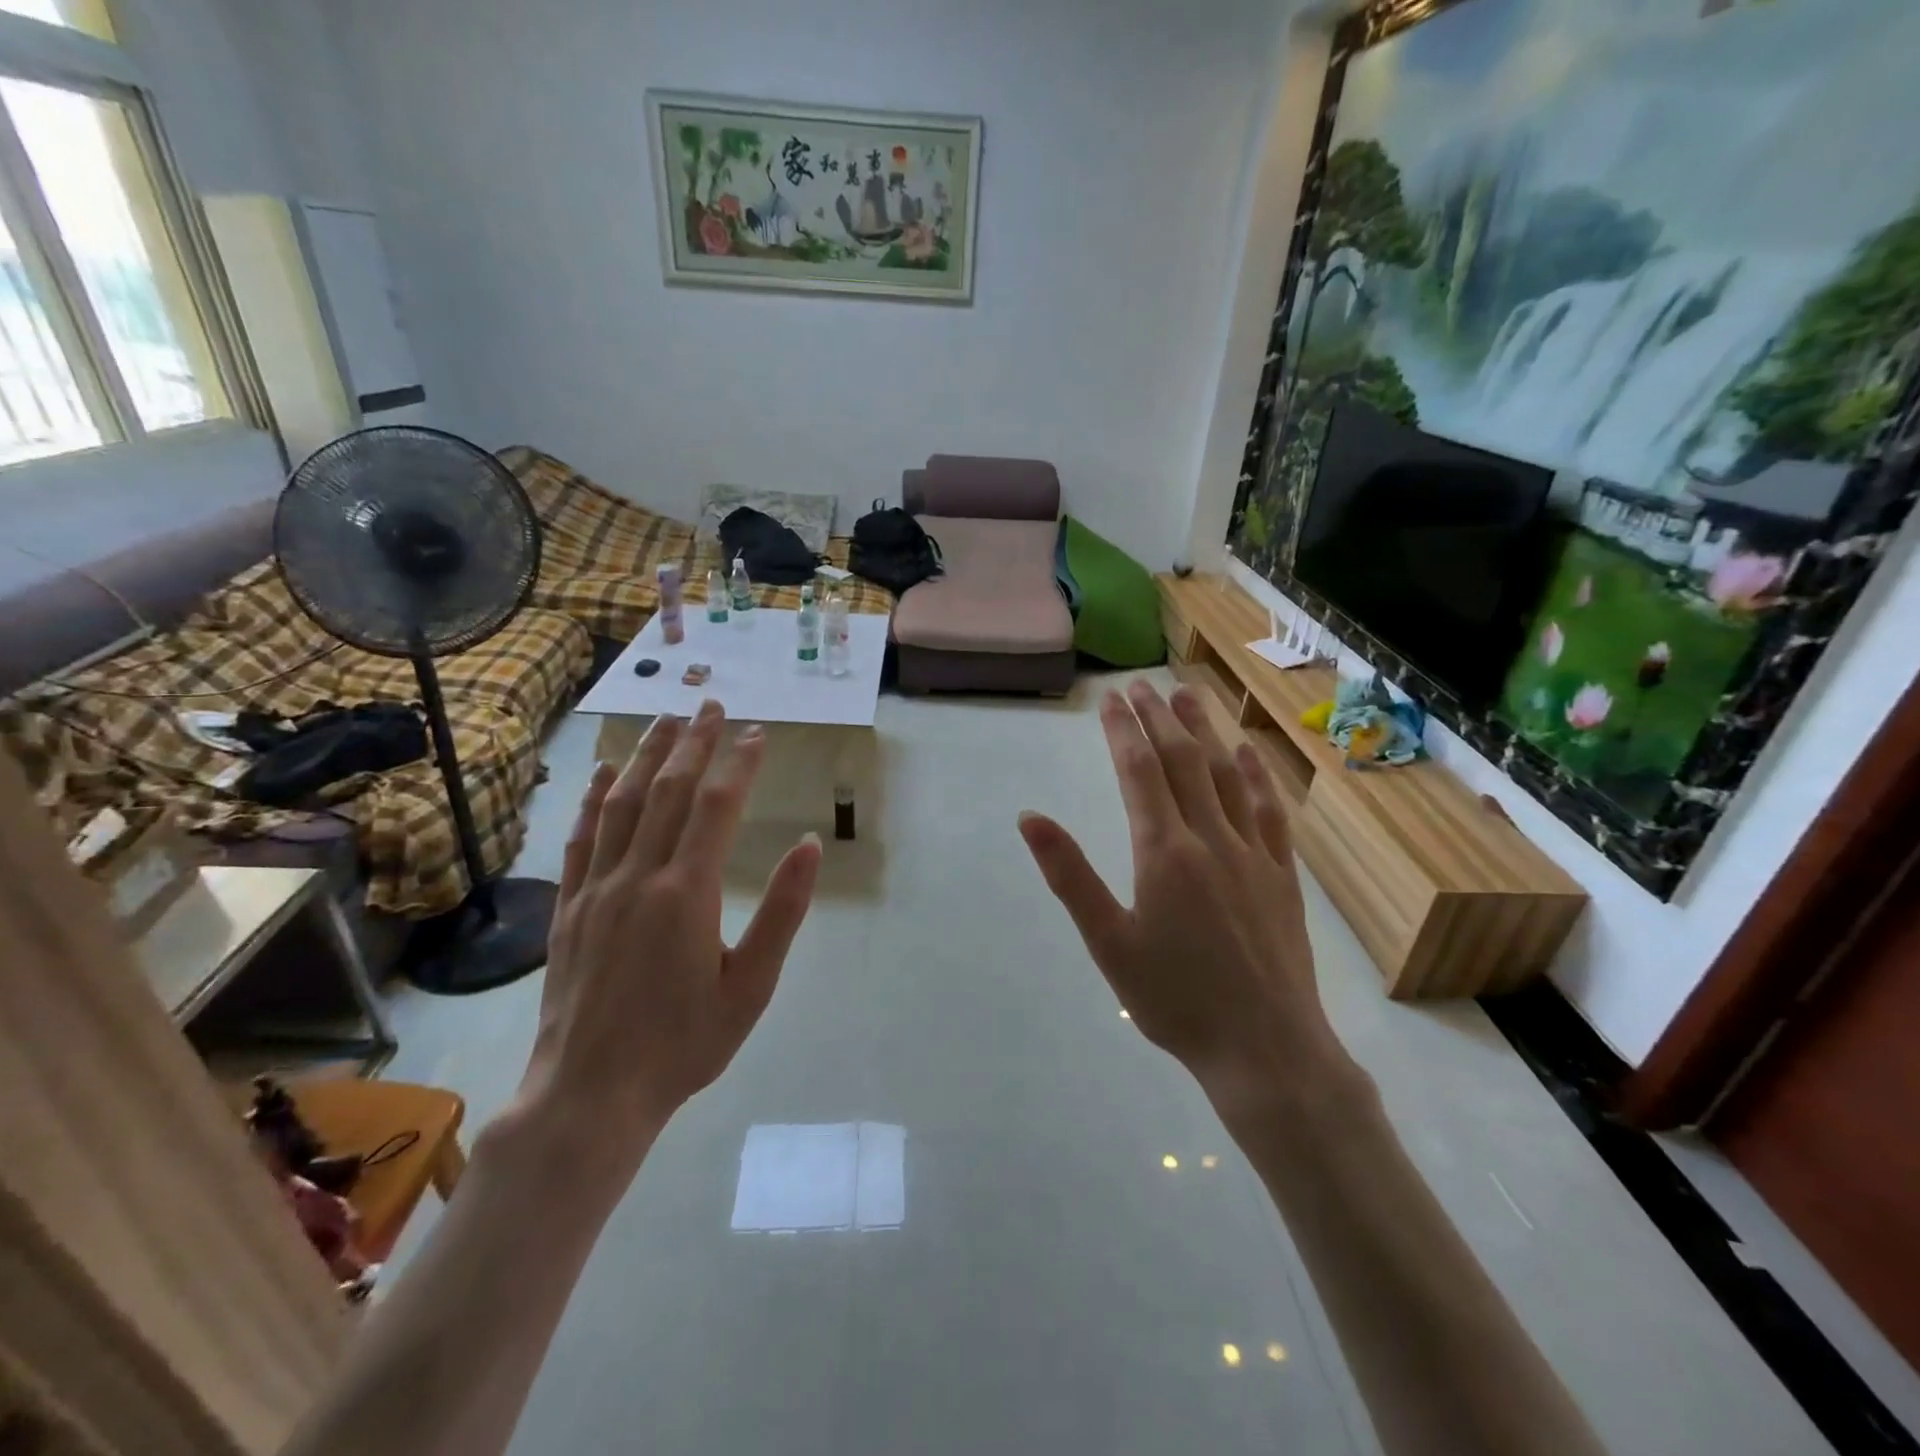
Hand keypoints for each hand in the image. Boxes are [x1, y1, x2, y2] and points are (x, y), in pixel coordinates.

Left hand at [519, 702, 821, 1167]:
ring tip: (664, 721)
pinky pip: (582, 838)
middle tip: (710, 705)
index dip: (739, 763)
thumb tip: (809, 845)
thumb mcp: (752, 986)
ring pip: (623, 804)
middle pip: (669, 792)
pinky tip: (604, 774)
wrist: (589, 1095)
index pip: (716, 807)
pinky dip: (594, 799)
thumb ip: (782, 911)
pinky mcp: (568, 907)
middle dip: (693, 743)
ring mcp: (596, 888)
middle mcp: (639, 876)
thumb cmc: (683, 1043)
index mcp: (687, 892)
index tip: (757, 733)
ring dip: (646, 757)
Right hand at [1018, 682, 1347, 1110]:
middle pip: (1183, 762)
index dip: (1123, 732)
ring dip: (1205, 731)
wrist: (1265, 1048)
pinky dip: (1257, 775)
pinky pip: (1270, 811)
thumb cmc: (1174, 999)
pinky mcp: (1282, 874)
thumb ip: (1070, 875)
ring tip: (1188, 695)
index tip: (1110, 699)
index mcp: (1164, 852)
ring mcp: (1253, 853)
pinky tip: (1248, 754)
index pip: (1139, 773)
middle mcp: (1210, 838)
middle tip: (1142, 684)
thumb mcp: (1107, 942)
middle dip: (1159, 718)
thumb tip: (1030, 818)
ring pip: (1227, 776)